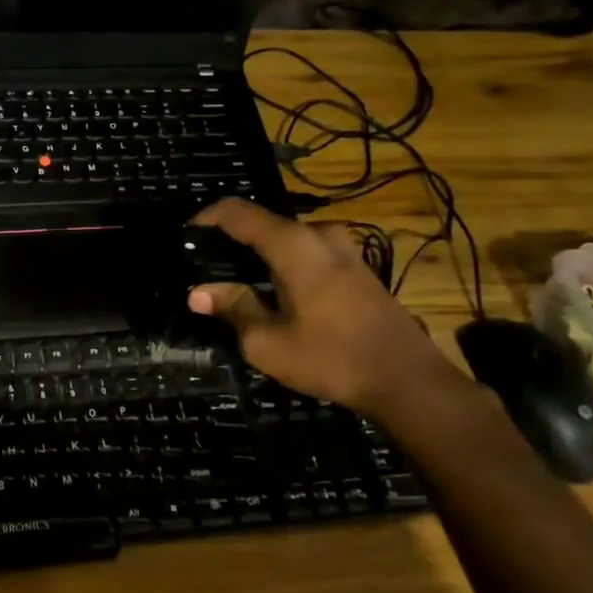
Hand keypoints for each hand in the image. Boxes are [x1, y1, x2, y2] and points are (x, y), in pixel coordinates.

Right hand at [187, 198, 450, 414]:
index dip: (205, 218)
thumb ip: (233, 308)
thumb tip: (197, 293)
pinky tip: (273, 293)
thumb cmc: (331, 358)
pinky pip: (308, 253)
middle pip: (263, 225)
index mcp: (293, 245)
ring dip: (259, 255)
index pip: (237, 212)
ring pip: (287, 240)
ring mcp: (344, 249)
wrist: (408, 380)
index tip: (185, 236)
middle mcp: (319, 235)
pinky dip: (283, 264)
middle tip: (206, 269)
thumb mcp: (268, 342)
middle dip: (231, 242)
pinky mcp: (358, 267)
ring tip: (236, 283)